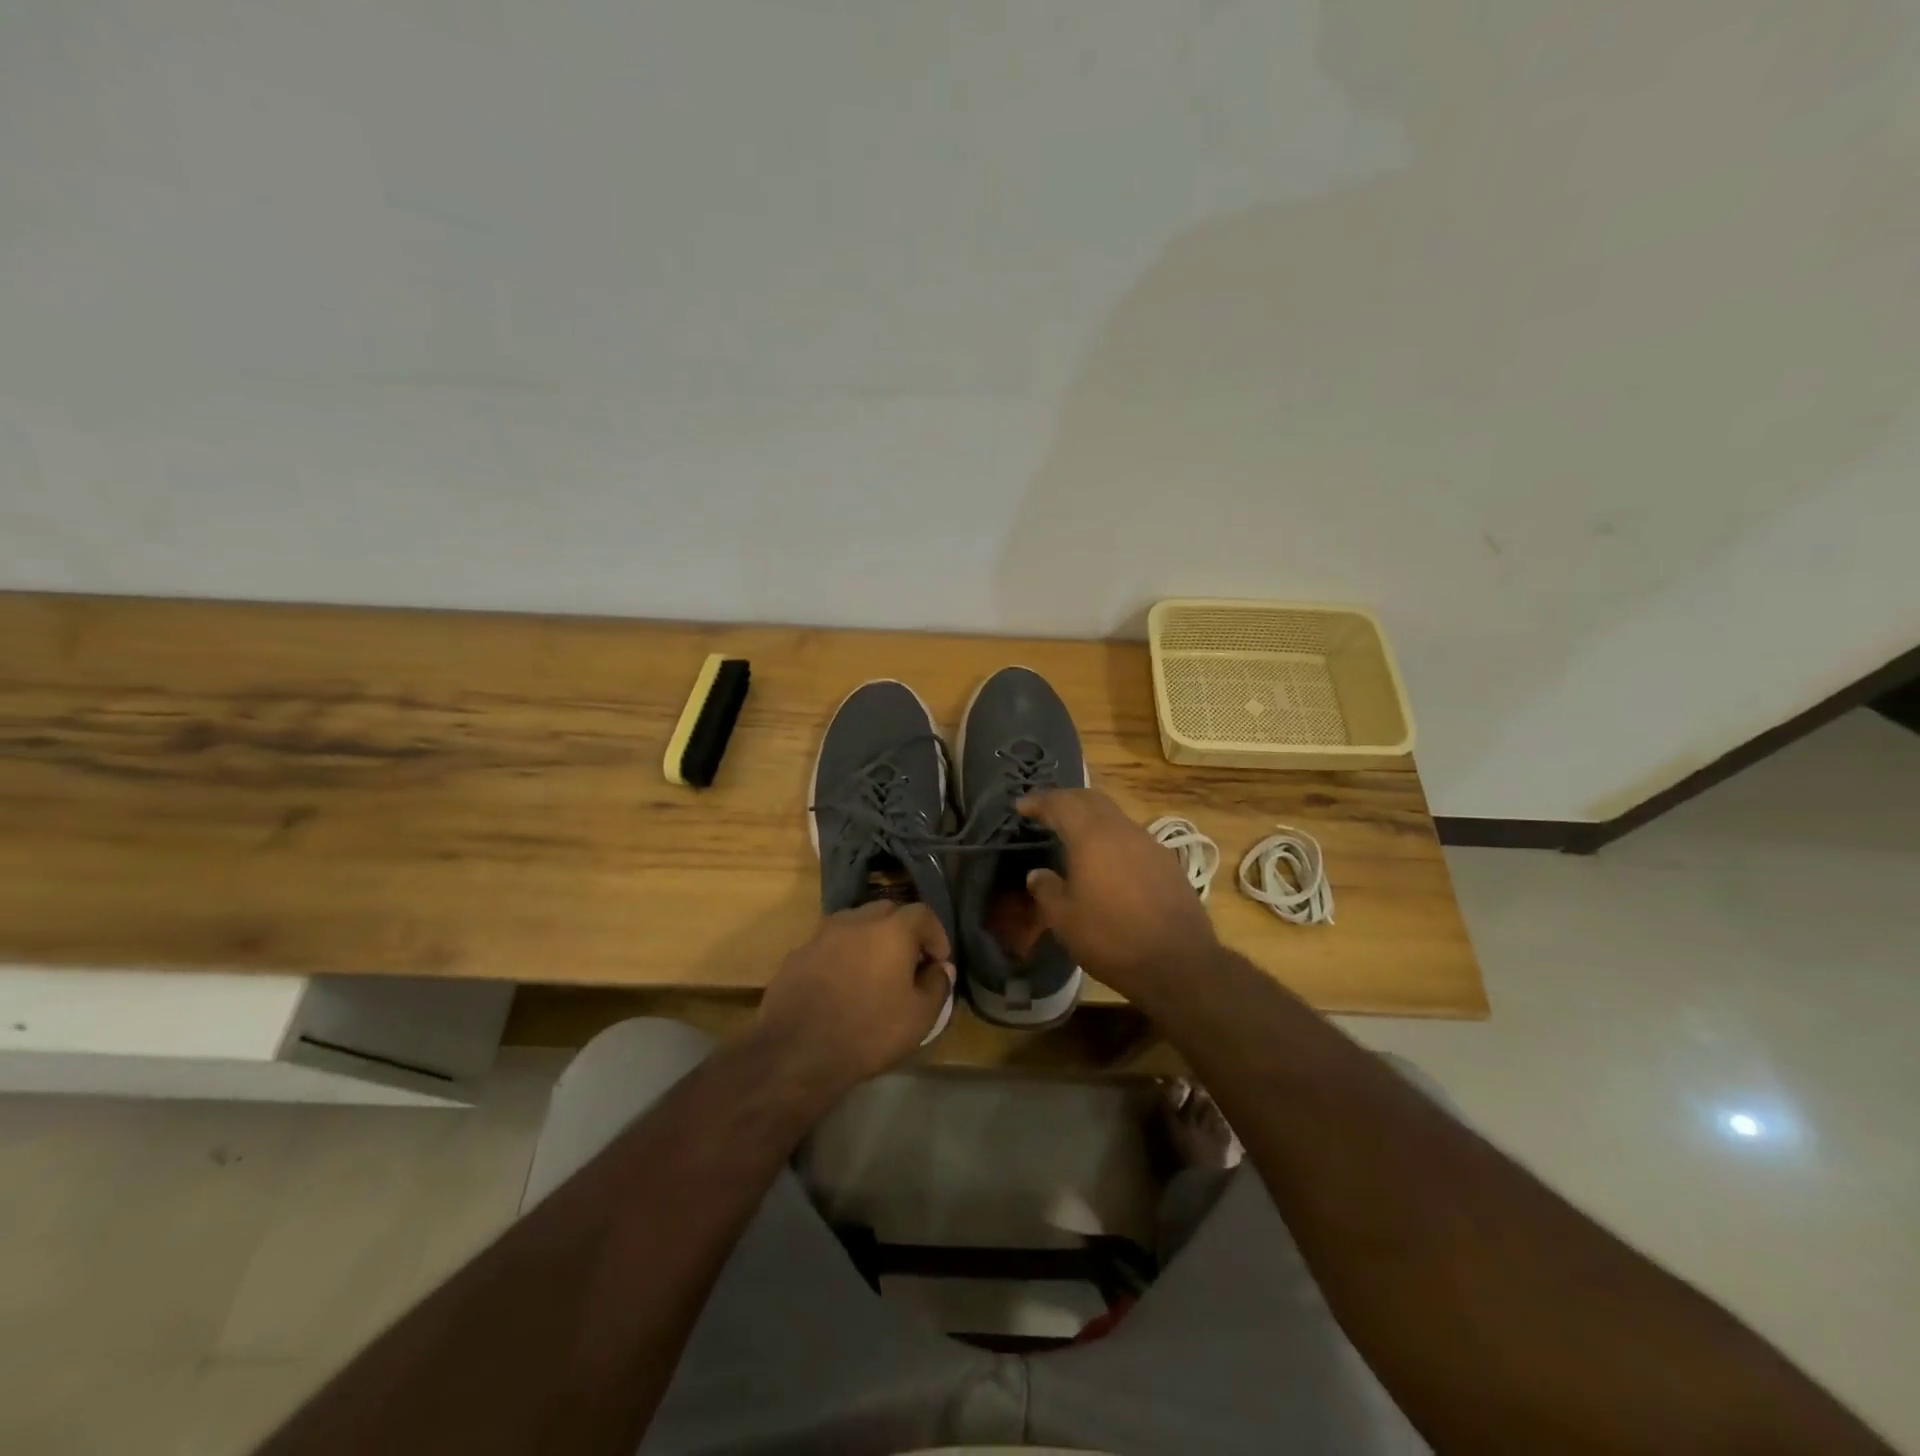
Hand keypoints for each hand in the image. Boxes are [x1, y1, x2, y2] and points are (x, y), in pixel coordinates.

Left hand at [755, 901, 954, 1093]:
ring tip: (873, 971)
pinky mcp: (798, 954)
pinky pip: (829, 945)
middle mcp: (856, 921)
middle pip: (887, 911)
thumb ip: (937, 986)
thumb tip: (941, 968)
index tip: (938, 962)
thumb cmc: (868, 1032)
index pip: (923, 914)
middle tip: (908, 962)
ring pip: (854, 924)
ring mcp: (822, 935)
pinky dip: (842, 956)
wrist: (796, 1052)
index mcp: (891, 930)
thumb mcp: (919, 1017)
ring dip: (870, 939)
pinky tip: (841, 985)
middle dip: (902, 931)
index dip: (936, 935)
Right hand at [1019, 789, 1219, 999]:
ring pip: (1114, 817)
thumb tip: (1038, 874)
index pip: (1061, 804)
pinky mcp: (1167, 863)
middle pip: (1091, 799)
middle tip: (1046, 811)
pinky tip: (1106, 861)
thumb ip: (1046, 890)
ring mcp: (1150, 844)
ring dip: (1091, 818)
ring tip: (1074, 835)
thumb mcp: (1065, 920)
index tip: (1021, 806)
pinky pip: (1132, 838)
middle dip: (1066, 800)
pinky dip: (1111, 838)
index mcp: (1092, 836)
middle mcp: (1122, 830)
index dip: (1039, 801)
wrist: (1179, 963)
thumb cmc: (1112, 938)